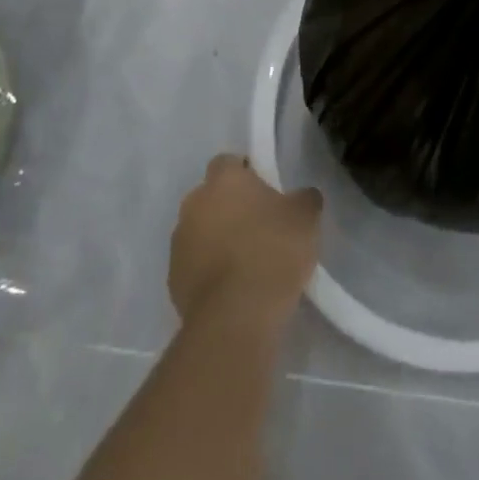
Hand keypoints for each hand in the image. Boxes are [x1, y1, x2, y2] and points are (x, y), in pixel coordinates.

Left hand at [168, 155, 321, 327]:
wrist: (236, 317)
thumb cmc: (273, 251)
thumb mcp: (306, 217)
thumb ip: (302, 198)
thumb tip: (301, 197)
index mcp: (223, 180)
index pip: (228, 162)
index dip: (246, 173)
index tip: (265, 192)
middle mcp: (194, 203)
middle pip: (211, 197)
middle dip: (230, 208)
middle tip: (259, 227)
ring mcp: (179, 243)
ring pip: (200, 231)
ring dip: (217, 240)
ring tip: (247, 263)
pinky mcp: (172, 281)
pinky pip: (194, 265)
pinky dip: (209, 271)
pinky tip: (233, 289)